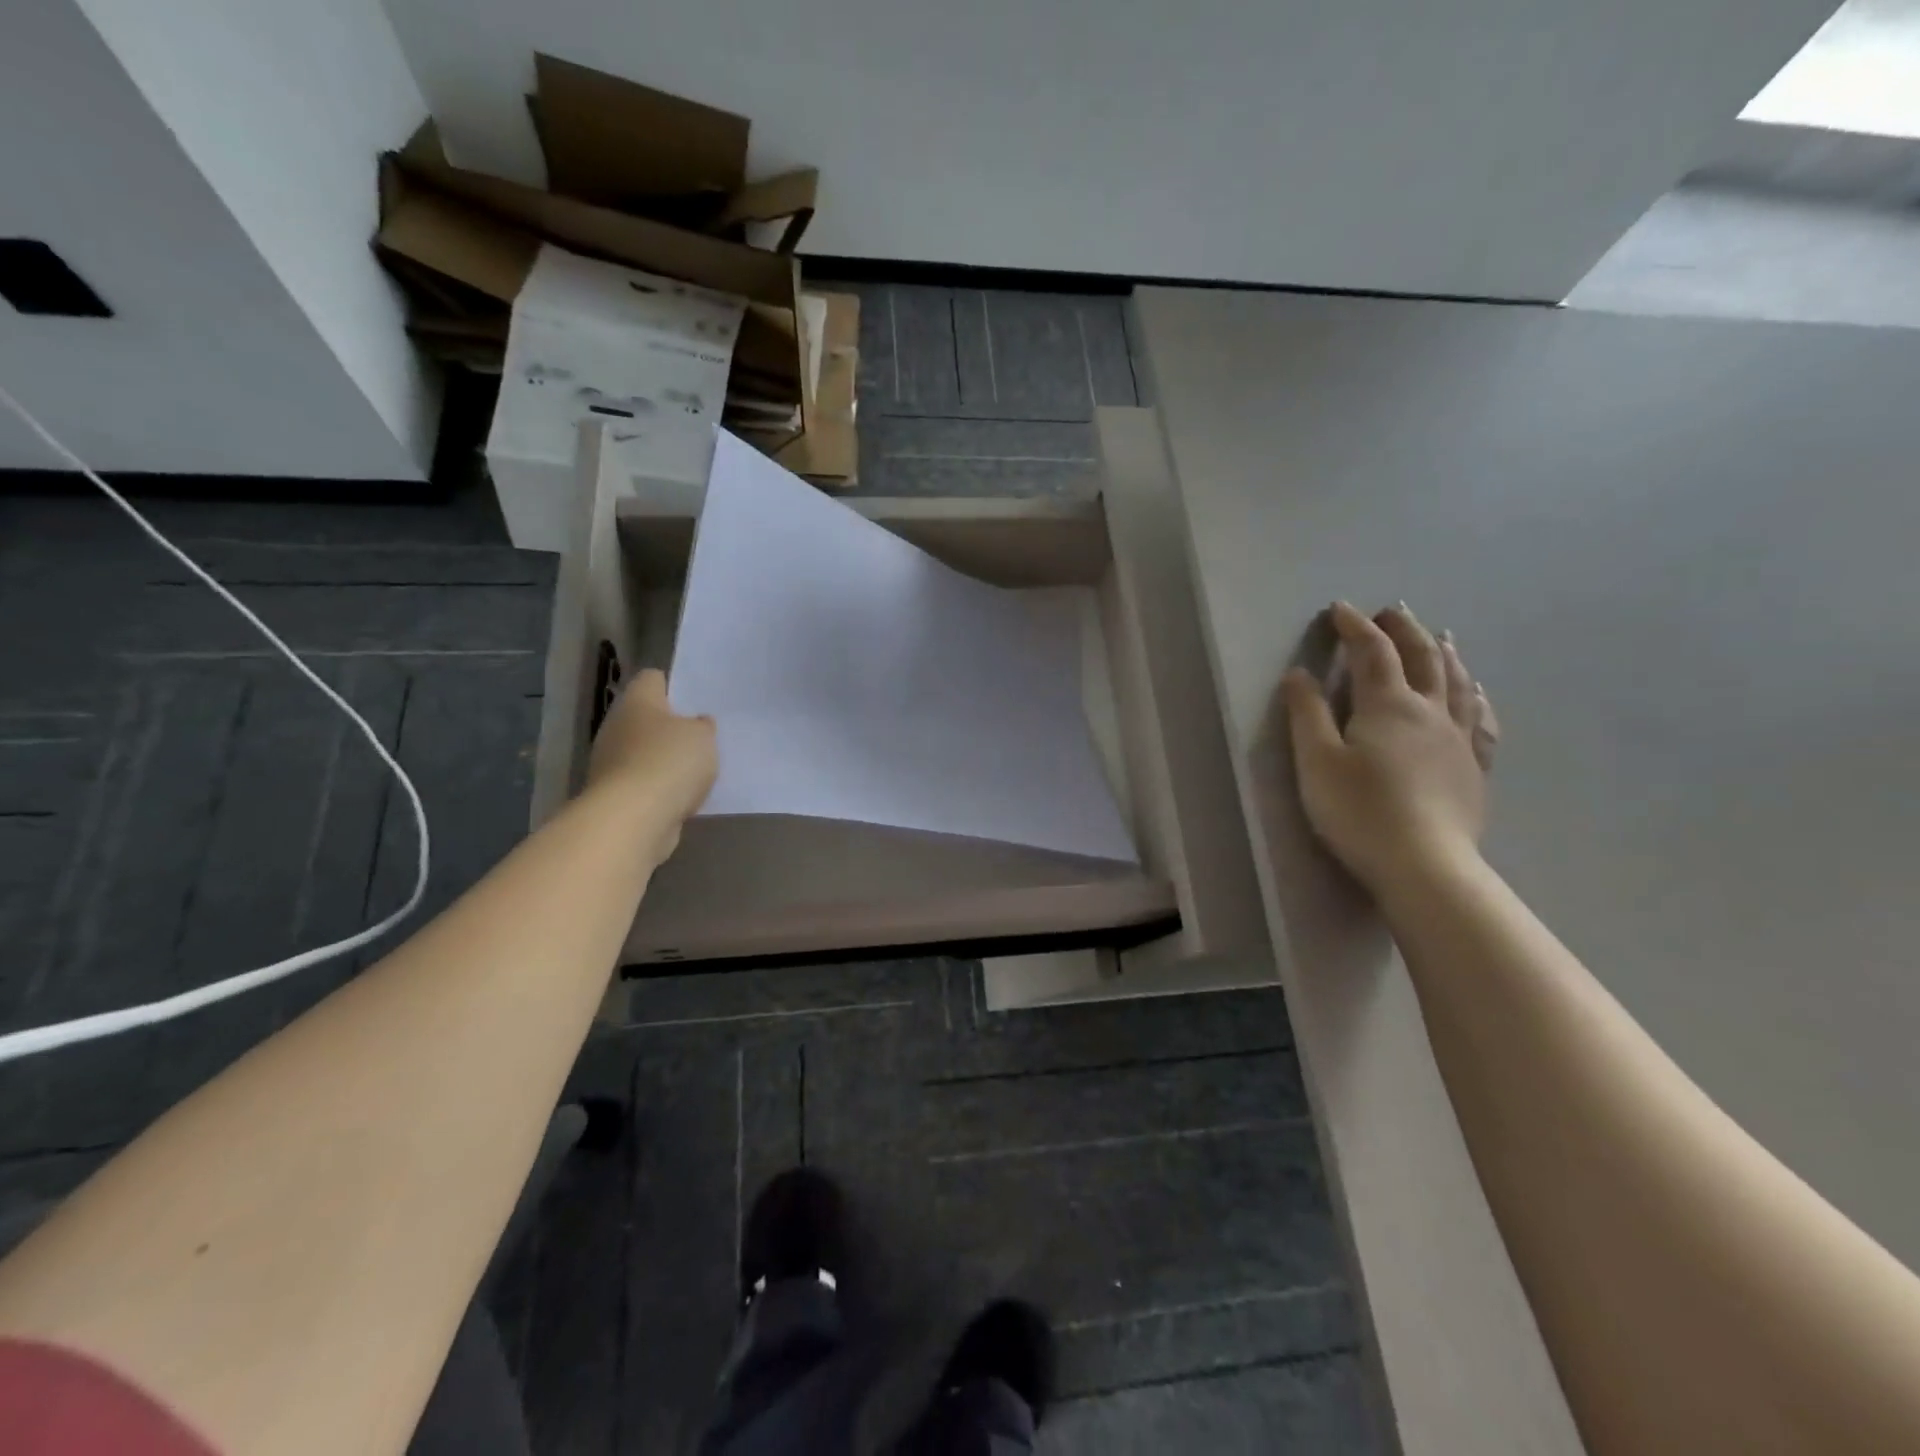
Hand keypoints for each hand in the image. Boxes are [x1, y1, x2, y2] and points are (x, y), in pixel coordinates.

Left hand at [585, 668, 716, 851]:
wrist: (634, 818)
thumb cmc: (670, 762)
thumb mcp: (703, 737)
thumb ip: (703, 726)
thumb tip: (697, 723)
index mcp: (637, 701)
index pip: (653, 678)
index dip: (675, 685)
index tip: (697, 700)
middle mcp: (616, 725)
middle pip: (646, 717)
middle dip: (671, 726)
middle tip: (702, 737)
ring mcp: (610, 761)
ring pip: (643, 751)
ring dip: (664, 759)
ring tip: (697, 770)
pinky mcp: (614, 793)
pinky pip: (643, 781)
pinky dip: (660, 786)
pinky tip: (682, 795)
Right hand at [1281, 602, 1499, 895]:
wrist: (1425, 865)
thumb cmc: (1359, 811)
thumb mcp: (1316, 761)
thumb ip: (1307, 714)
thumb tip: (1300, 674)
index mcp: (1387, 705)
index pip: (1372, 652)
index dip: (1355, 626)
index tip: (1339, 609)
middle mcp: (1429, 711)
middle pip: (1422, 657)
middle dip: (1404, 629)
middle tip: (1391, 611)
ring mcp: (1459, 739)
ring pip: (1457, 682)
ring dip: (1443, 653)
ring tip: (1439, 636)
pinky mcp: (1474, 768)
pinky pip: (1480, 720)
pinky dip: (1475, 696)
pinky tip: (1475, 693)